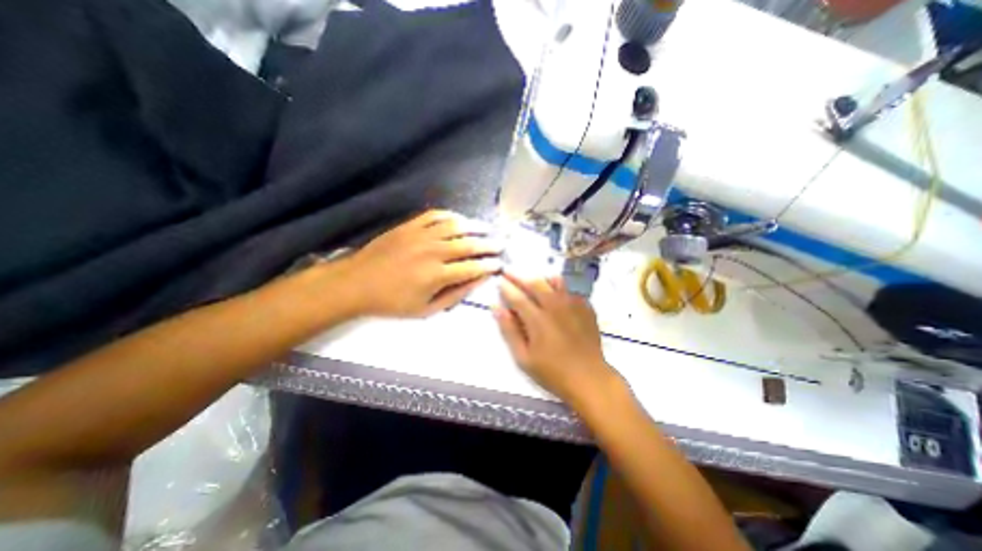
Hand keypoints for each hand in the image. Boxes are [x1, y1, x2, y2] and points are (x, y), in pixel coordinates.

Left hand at [341, 208, 506, 315]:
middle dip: (489, 244)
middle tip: (500, 245)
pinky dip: (451, 216)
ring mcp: (421, 235)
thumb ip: (455, 295)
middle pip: (469, 244)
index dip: (489, 265)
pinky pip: (436, 215)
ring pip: (456, 225)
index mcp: (437, 275)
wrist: (357, 283)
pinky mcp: (410, 226)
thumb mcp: (426, 310)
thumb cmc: (393, 302)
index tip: (499, 264)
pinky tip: (460, 219)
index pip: (473, 267)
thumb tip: (477, 282)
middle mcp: (433, 251)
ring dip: (475, 226)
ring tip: (487, 229)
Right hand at [495, 274, 624, 409]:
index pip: (517, 297)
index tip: (499, 282)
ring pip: (554, 281)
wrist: (589, 378)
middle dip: (519, 276)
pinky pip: (569, 290)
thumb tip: (496, 308)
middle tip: (509, 272)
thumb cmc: (552, 372)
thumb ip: (509, 330)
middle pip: (534, 283)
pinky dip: (559, 288)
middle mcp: (554, 306)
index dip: (506, 288)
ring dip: (540, 279)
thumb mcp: (524, 357)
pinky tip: (556, 295)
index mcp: (537, 318)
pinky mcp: (585, 307)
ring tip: (533, 280)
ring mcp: (572, 305)